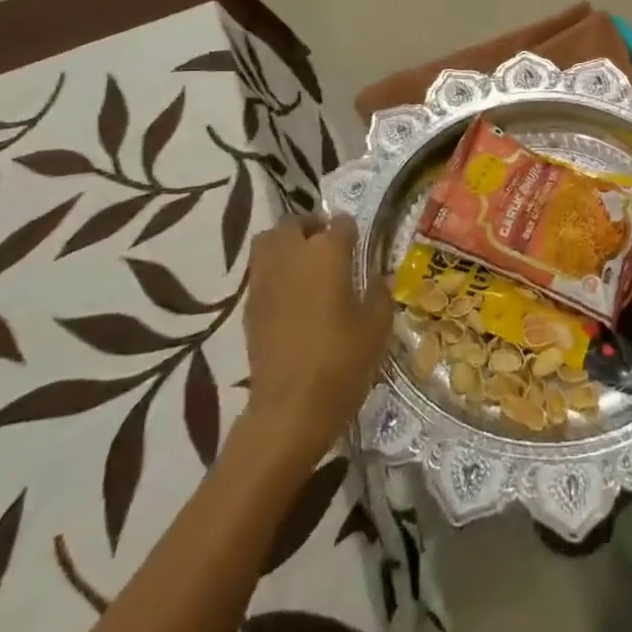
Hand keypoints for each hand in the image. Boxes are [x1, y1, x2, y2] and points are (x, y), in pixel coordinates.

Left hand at [241, 212, 392, 465]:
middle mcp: (292, 255)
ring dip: (285, 242)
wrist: (290, 408)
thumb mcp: (377, 327)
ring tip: (304, 262)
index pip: (340, 223)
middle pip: (295, 223)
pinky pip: (260, 270)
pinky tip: (291, 292)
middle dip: (311, 226)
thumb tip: (382, 277)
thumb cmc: (342, 361)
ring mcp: (265, 278)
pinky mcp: (249, 304)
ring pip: (269, 241)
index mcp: (327, 253)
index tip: (358, 243)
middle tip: (327, 243)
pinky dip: (273, 270)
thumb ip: (380, 294)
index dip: (351, 230)